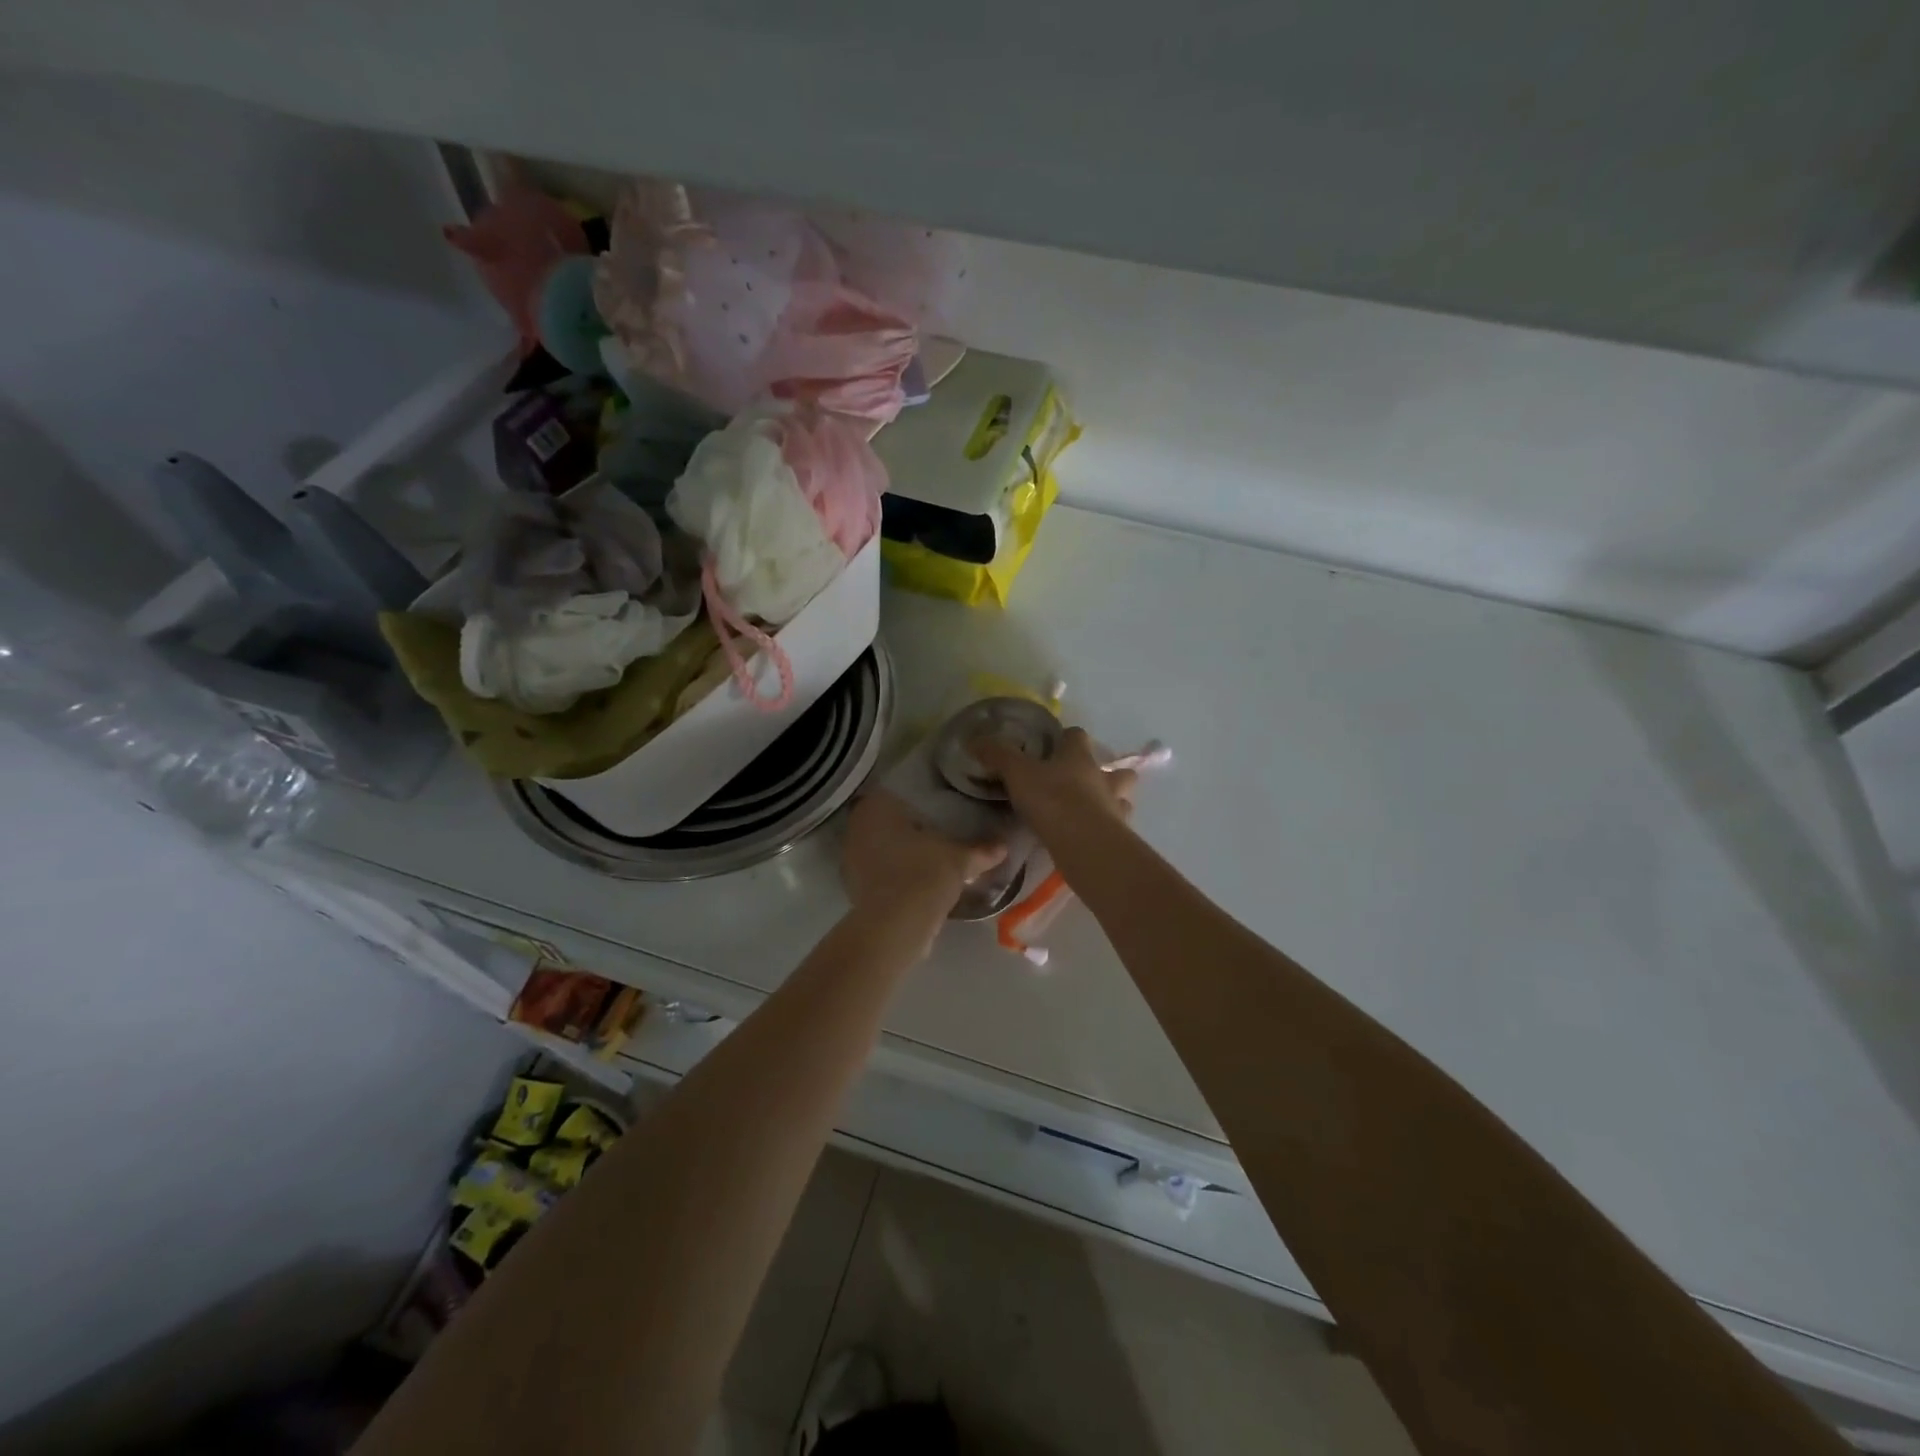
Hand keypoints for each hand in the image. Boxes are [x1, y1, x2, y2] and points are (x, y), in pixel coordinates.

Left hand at [841, 790, 1006, 927]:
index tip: (936, 805)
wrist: (895, 926)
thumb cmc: (924, 875)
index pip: (896, 791)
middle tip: (936, 829)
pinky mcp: (854, 886)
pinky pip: (879, 871)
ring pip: (880, 846)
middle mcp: (857, 827)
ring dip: (900, 851)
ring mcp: (851, 858)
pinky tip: (916, 880)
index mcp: (877, 807)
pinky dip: (895, 873)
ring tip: (928, 856)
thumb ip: (980, 850)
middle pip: (887, 820)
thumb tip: (1004, 845)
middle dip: (909, 825)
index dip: (916, 797)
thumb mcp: (959, 859)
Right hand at [968, 726, 1137, 839]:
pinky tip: (1091, 836)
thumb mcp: (1017, 774)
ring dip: (1111, 801)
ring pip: (1121, 797)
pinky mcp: (1119, 836)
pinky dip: (1107, 828)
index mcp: (1079, 757)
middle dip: (1104, 772)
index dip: (1066, 738)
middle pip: (1115, 768)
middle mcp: (1103, 778)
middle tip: (1082, 782)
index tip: (1053, 745)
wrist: (1086, 845)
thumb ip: (998, 756)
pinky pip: (1117, 826)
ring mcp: (1115, 807)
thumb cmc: (1053, 801)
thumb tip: (975, 740)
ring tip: (1092, 810)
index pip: (1077, 736)